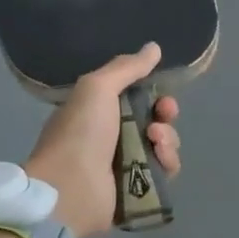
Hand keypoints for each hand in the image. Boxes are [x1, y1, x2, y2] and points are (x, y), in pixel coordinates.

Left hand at [25, 43, 181, 236]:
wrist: (70, 188)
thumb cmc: (80, 134)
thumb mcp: (97, 88)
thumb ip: (126, 68)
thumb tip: (154, 47)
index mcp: (100, 113)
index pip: (137, 100)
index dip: (154, 96)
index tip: (161, 97)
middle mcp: (114, 138)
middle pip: (156, 122)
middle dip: (166, 116)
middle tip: (162, 118)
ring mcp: (127, 165)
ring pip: (164, 146)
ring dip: (168, 139)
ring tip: (155, 142)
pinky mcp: (139, 189)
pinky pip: (165, 171)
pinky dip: (168, 163)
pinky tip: (159, 159)